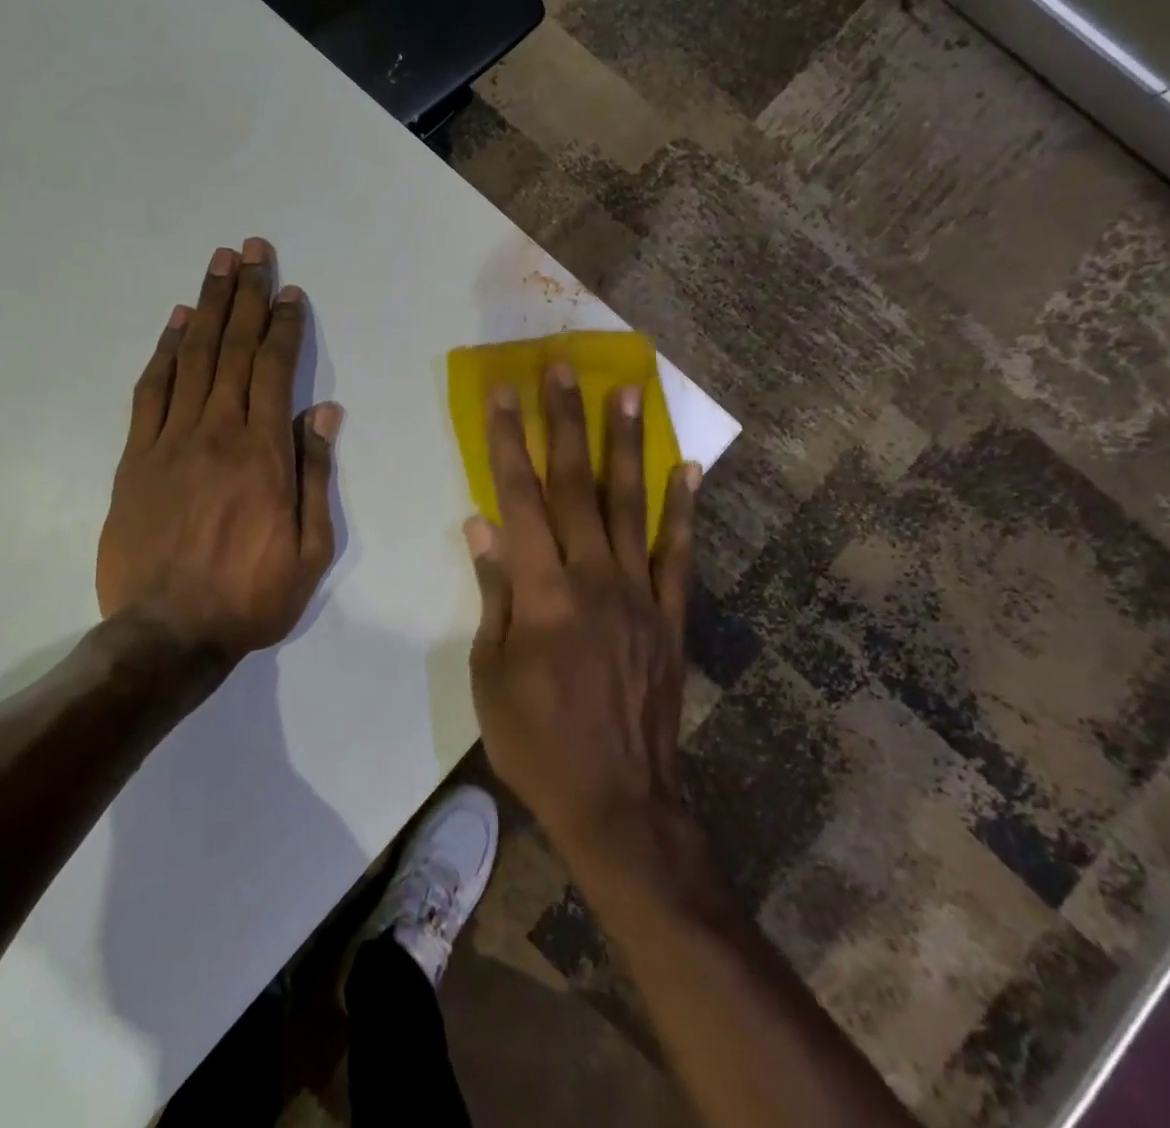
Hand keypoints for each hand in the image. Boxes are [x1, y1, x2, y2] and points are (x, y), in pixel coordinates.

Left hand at [97, 239, 341, 659]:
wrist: (166, 634)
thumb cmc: (250, 596)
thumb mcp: (309, 549)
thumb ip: (315, 475)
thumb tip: (322, 412)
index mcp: (263, 453)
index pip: (275, 370)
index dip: (284, 326)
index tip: (290, 292)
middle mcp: (217, 432)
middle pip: (233, 348)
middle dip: (246, 295)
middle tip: (251, 249)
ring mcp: (170, 441)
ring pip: (193, 358)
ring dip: (208, 306)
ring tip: (219, 265)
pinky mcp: (134, 457)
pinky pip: (151, 392)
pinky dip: (165, 351)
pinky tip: (177, 323)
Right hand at [466, 364, 700, 853]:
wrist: (618, 801)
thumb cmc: (536, 741)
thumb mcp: (490, 673)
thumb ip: (493, 593)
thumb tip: (481, 526)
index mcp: (541, 592)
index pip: (519, 498)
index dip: (507, 442)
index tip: (501, 394)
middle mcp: (593, 578)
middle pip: (574, 484)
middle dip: (564, 421)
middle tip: (563, 367)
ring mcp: (639, 593)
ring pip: (628, 504)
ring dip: (626, 444)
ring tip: (628, 391)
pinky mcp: (671, 616)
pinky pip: (678, 553)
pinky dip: (683, 508)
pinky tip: (688, 467)